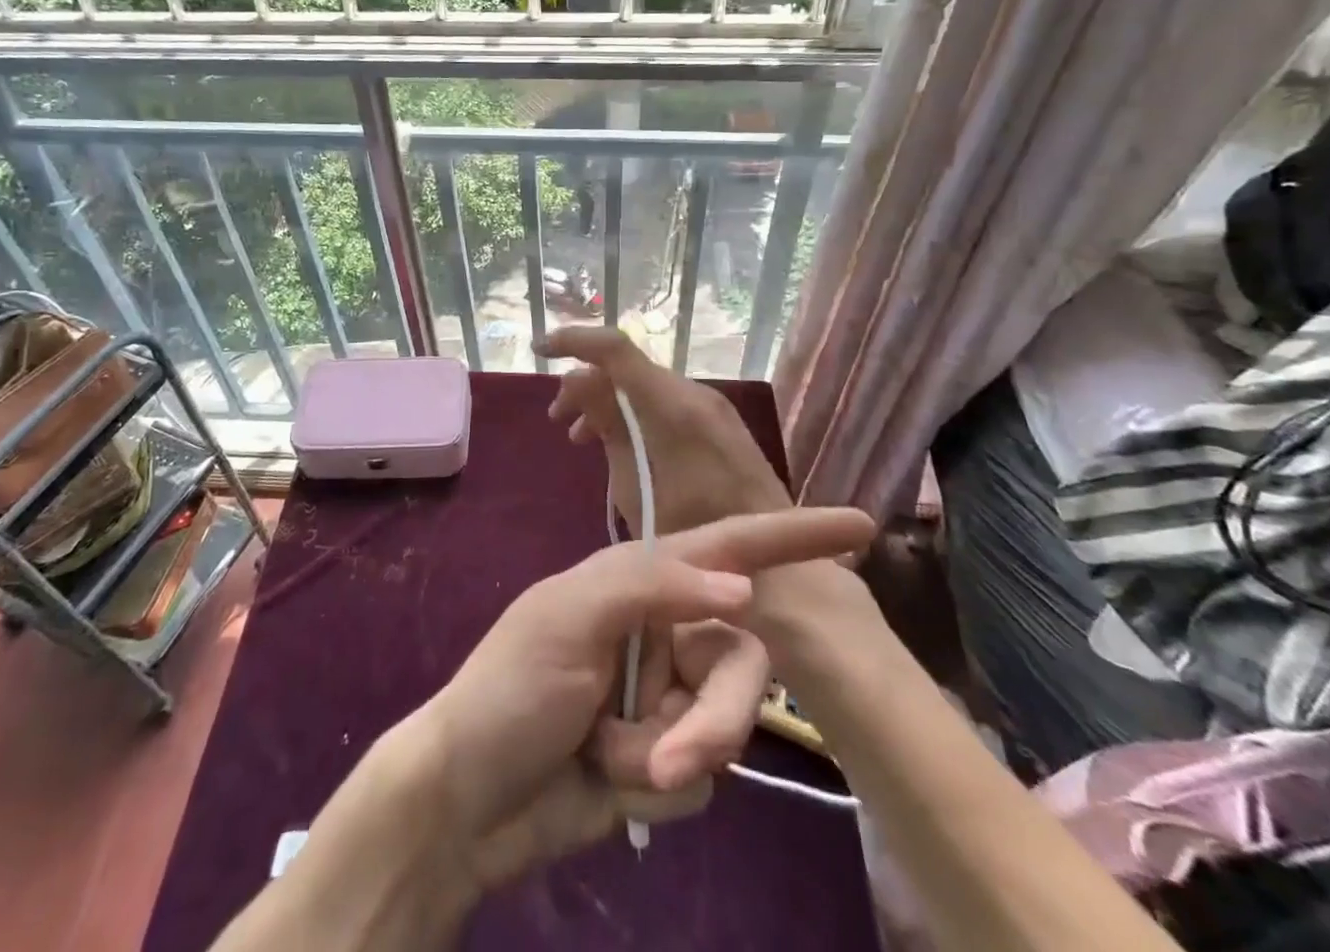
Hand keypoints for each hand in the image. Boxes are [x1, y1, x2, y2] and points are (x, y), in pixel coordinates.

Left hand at [410, 507, 875, 891]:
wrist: (467, 801)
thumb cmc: (511, 688)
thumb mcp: (569, 617)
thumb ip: (653, 587)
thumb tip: (743, 589)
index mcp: (640, 580)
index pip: (728, 548)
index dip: (792, 536)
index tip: (861, 527)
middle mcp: (663, 631)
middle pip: (738, 665)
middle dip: (711, 720)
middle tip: (665, 758)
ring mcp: (666, 697)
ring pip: (723, 728)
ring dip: (666, 756)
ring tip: (607, 761)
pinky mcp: (664, 758)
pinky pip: (699, 779)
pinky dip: (652, 789)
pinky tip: (605, 781)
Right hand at [538, 325, 792, 534]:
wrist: (780, 568)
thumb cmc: (697, 534)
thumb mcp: (638, 486)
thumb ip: (608, 427)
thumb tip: (577, 380)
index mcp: (672, 405)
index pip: (615, 348)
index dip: (573, 340)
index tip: (539, 350)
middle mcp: (692, 394)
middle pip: (626, 367)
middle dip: (585, 384)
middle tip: (557, 420)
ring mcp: (707, 408)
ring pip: (643, 386)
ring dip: (607, 402)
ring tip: (578, 438)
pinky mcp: (714, 425)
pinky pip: (661, 404)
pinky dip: (632, 416)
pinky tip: (615, 446)